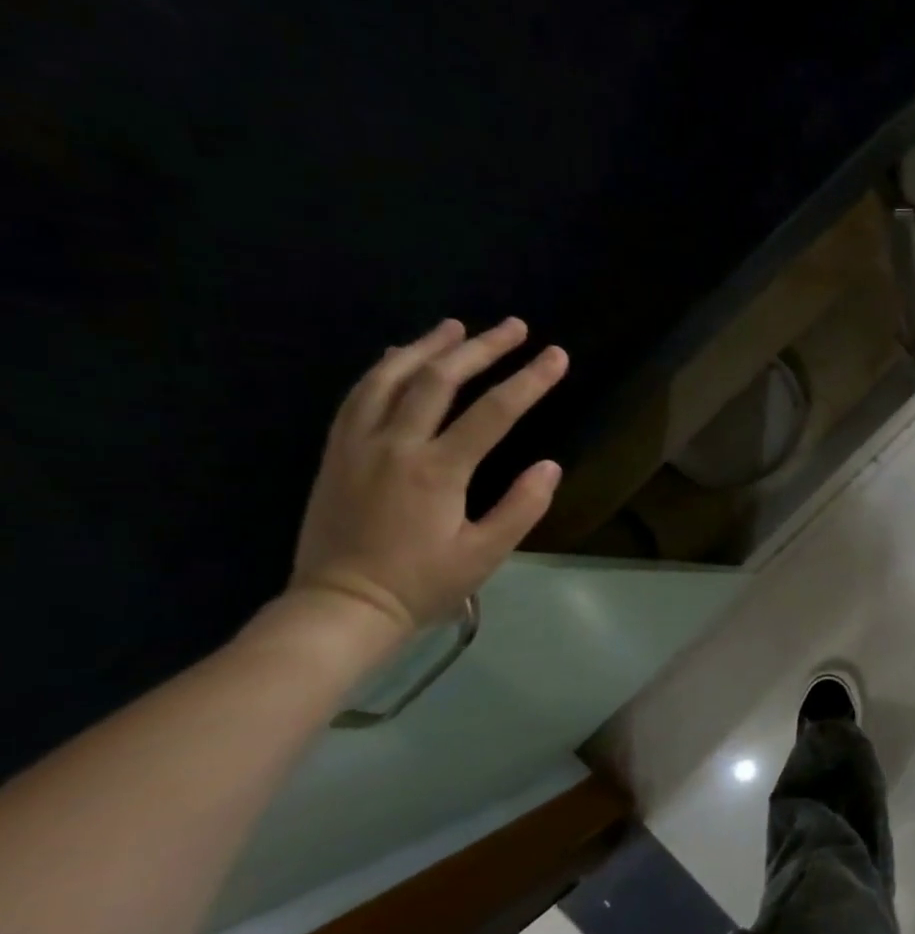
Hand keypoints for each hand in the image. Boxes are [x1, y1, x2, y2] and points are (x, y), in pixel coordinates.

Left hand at [289, 318, 568, 635]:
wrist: (341, 606)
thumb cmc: (422, 584)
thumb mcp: (485, 555)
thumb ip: (521, 507)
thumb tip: (550, 466)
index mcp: (437, 470)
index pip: (494, 412)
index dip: (530, 380)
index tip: (557, 356)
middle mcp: (395, 444)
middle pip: (440, 380)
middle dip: (482, 348)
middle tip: (514, 327)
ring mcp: (359, 444)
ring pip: (391, 377)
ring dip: (428, 347)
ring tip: (457, 327)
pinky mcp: (337, 453)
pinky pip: (359, 396)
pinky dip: (384, 369)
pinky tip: (398, 356)